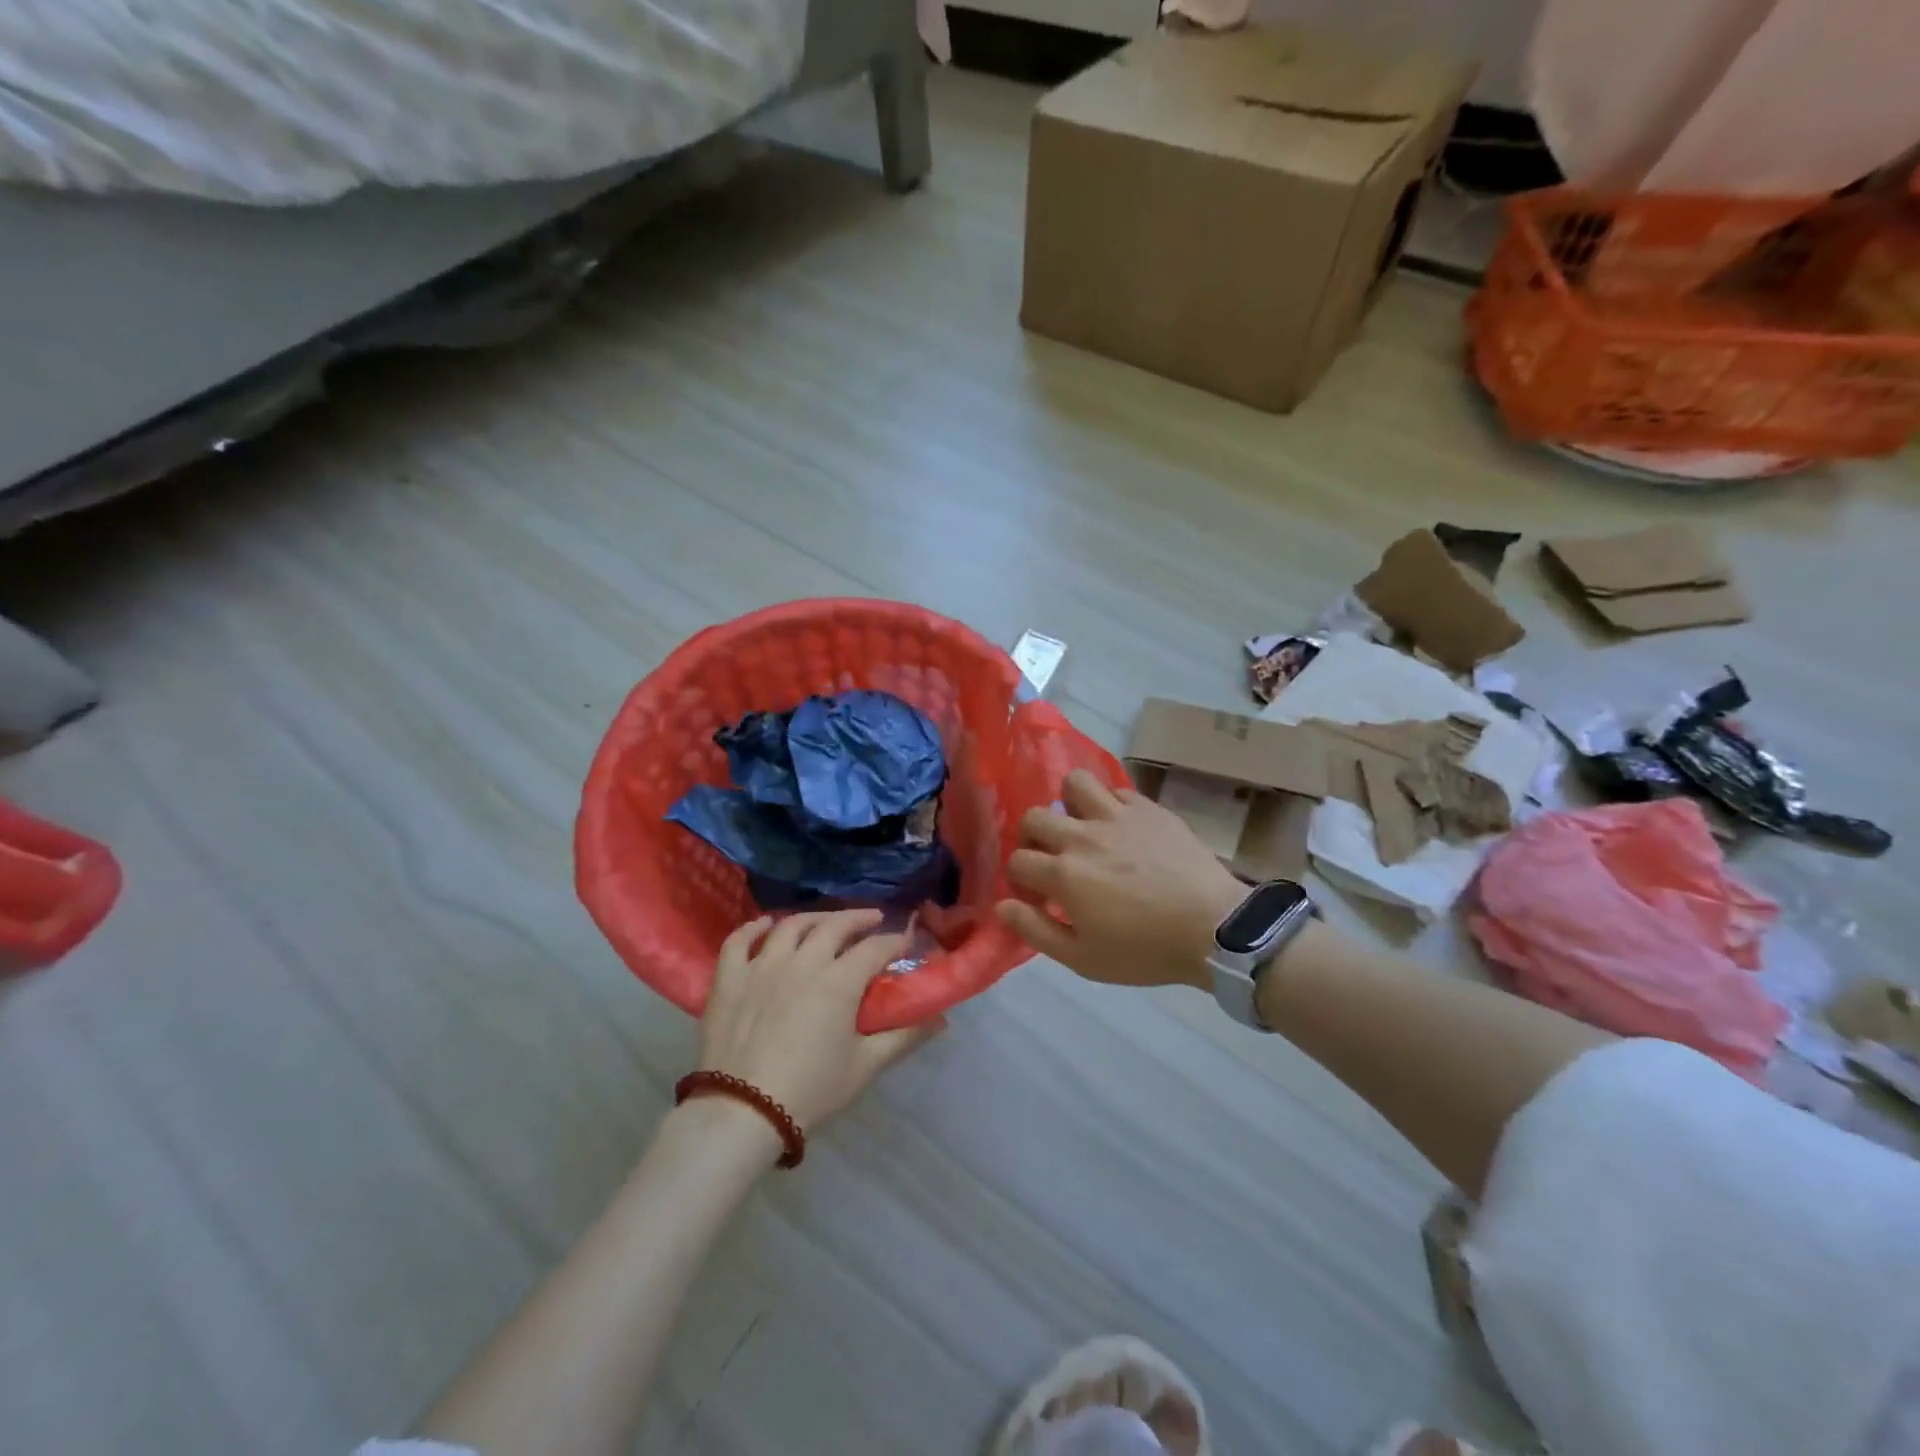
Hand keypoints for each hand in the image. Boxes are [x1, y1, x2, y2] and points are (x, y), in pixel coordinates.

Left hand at [699, 910, 944, 1130]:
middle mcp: (802, 963)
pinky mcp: (729, 979)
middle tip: (873, 919)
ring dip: (814, 918)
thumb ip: (903, 1038)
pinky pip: (739, 940)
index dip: (894, 941)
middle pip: (834, 926)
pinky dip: (753, 928)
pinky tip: (766, 926)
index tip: (906, 941)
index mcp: (838, 982)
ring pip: (790, 926)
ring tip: (826, 921)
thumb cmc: (811, 1091)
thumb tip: (939, 1020)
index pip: (874, 948)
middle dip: (859, 918)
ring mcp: (761, 966)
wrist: (742, 1113)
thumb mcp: (864, 1067)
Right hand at [995, 770, 1246, 988]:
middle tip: (1051, 859)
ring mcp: (1117, 816)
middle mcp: (1083, 836)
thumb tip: (1001, 907)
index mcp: (1064, 874)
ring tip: (1082, 826)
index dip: (1020, 880)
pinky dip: (1110, 805)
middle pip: (1034, 817)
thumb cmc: (1146, 951)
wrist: (1215, 929)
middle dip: (1032, 839)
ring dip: (1069, 803)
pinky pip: (1116, 791)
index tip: (1037, 897)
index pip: (1017, 861)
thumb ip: (1035, 930)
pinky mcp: (1148, 808)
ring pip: (1074, 783)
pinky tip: (1120, 828)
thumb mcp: (1083, 958)